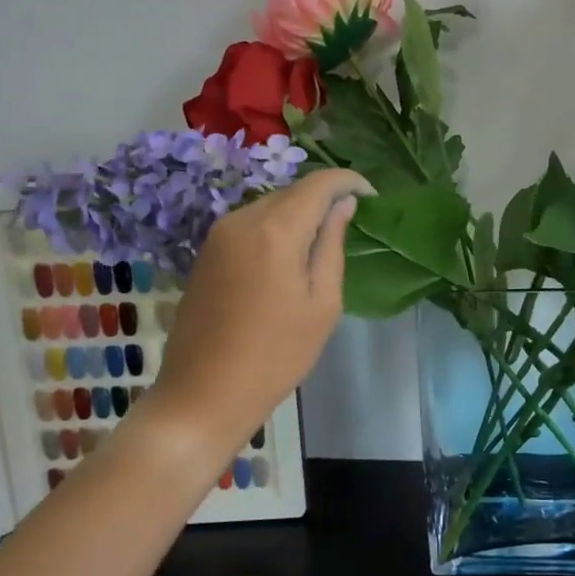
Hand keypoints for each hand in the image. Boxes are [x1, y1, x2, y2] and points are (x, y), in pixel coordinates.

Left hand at [143, 168, 369, 468]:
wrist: (203, 394)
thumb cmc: (275, 355)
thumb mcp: (322, 304)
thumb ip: (332, 245)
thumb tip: (343, 205)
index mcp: (276, 229)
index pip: (319, 183)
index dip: (349, 181)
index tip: (372, 197)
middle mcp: (242, 219)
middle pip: (293, 191)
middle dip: (324, 199)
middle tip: (351, 224)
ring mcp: (219, 234)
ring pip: (270, 206)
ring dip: (299, 214)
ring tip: (322, 243)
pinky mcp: (206, 252)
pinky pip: (250, 224)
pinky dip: (275, 229)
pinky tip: (287, 259)